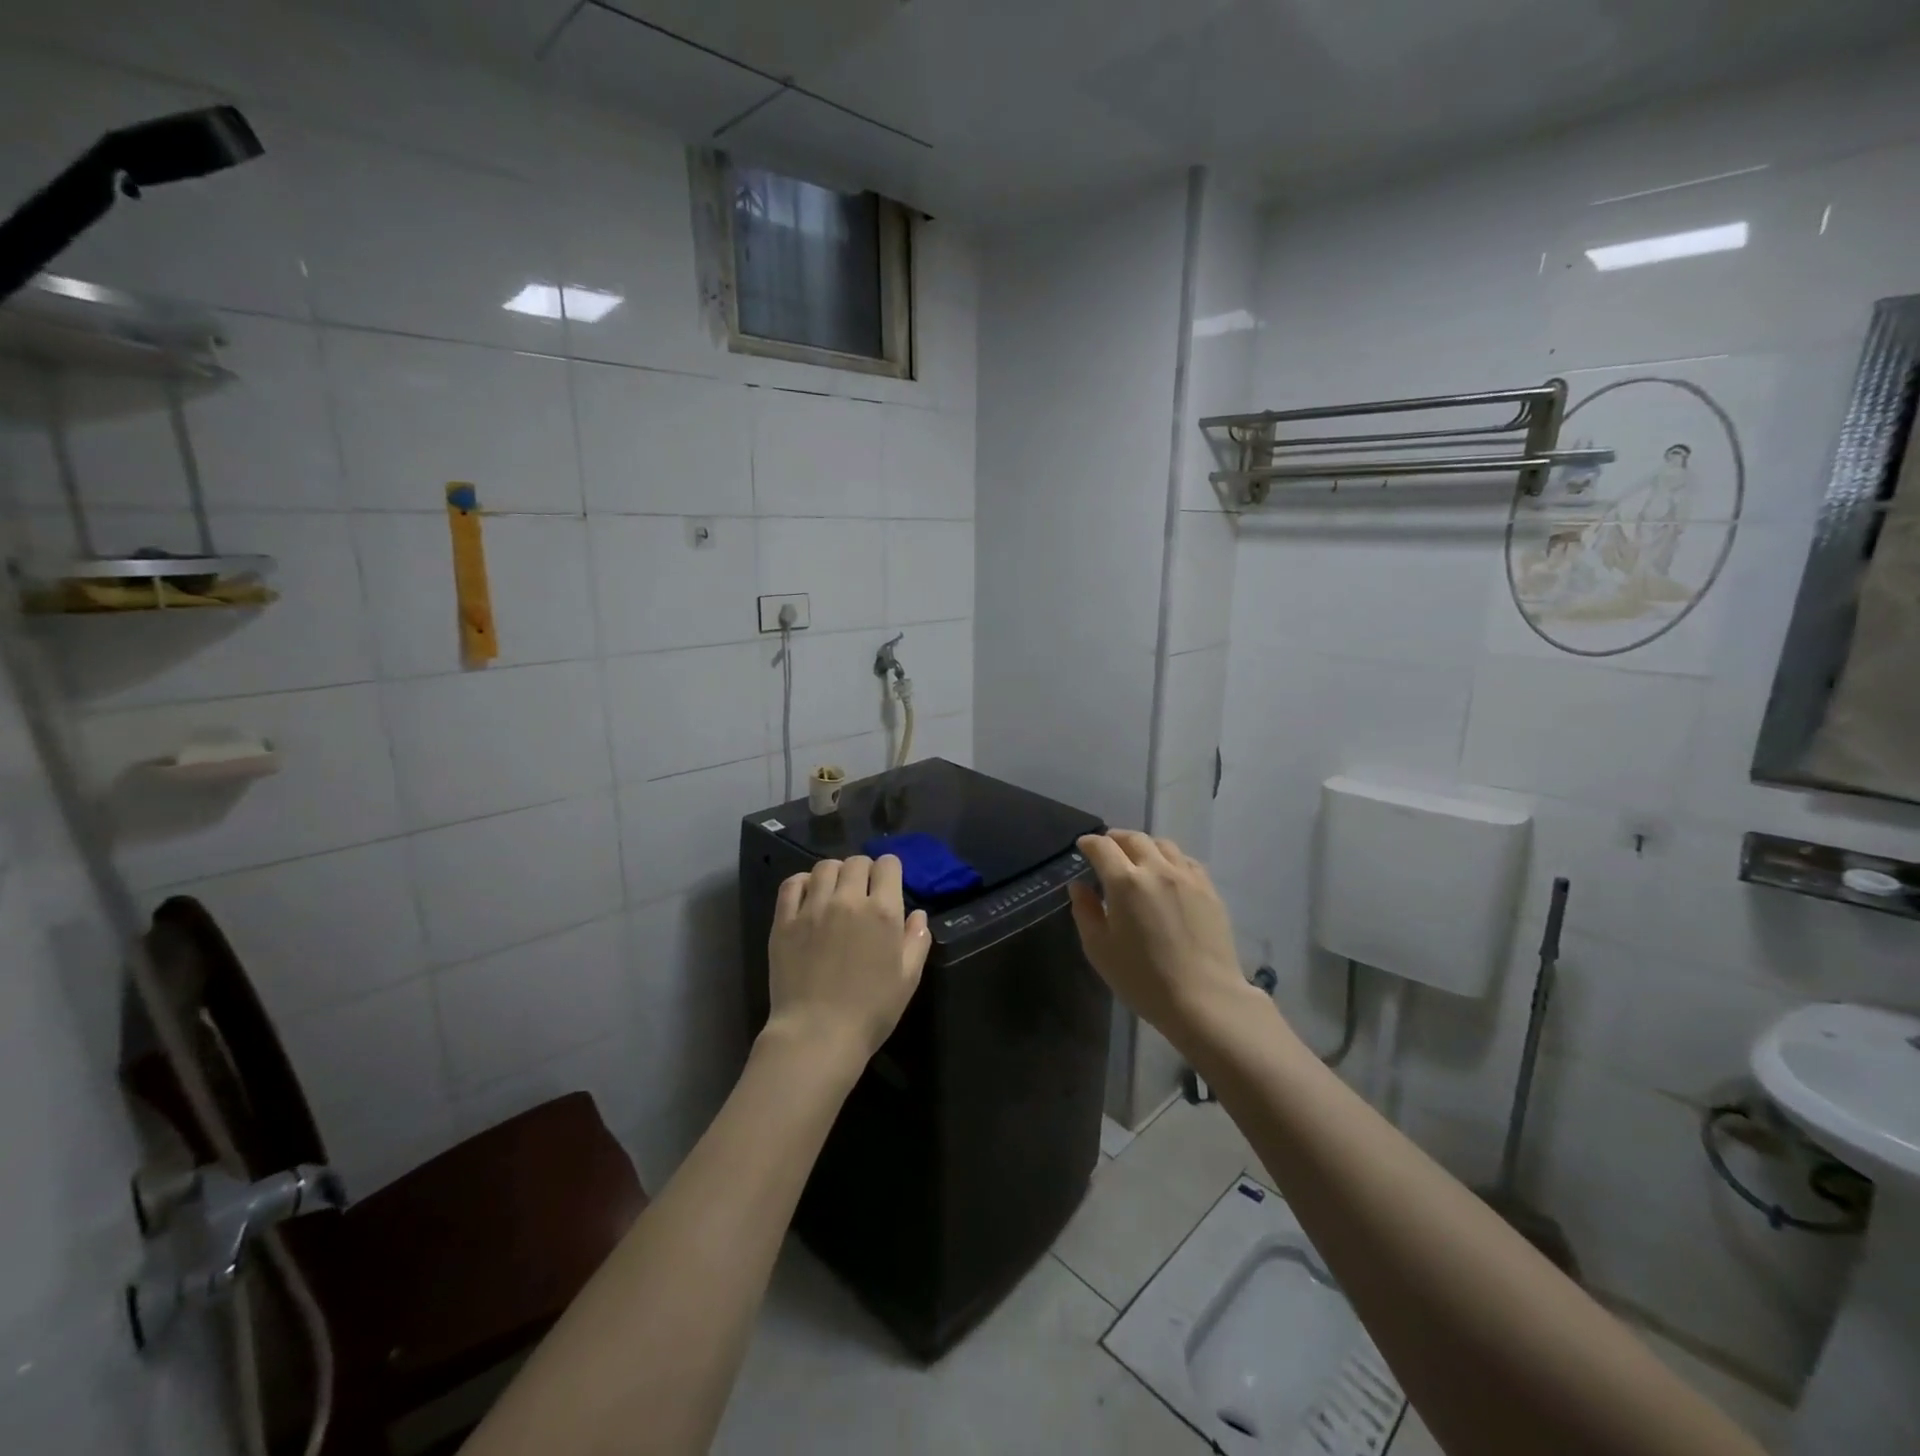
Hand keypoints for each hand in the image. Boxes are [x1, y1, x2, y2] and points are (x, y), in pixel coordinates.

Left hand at [765, 855, 931, 1066]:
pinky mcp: (784, 921)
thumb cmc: (871, 1011)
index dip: (890, 871)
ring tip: (834, 892)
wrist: (817, 1035)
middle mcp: (848, 900)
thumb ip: (917, 941)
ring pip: (825, 867)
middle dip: (864, 870)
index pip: (888, 865)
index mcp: (882, 912)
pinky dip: (802, 882)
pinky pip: (791, 884)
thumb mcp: (908, 979)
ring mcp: (812, 908)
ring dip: (834, 874)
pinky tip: (807, 895)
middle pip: (856, 862)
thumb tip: (918, 915)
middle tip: (862, 892)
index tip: (887, 885)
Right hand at [1068, 831, 1263, 1049]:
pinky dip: (1170, 858)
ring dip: (1144, 845)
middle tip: (1106, 848)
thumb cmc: (1143, 979)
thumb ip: (1085, 912)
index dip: (1089, 843)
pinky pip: (1186, 861)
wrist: (1204, 1000)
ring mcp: (1187, 877)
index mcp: (1125, 882)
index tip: (1082, 846)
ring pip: (1163, 844)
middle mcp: (1157, 869)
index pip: (1102, 847)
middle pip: (1134, 838)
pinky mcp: (1209, 890)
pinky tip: (1167, 873)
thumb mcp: (1100, 950)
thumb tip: (1079, 886)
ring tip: (1137, 857)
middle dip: (1115, 838)